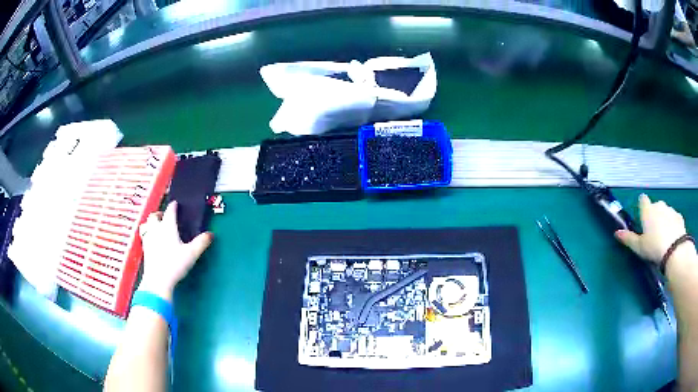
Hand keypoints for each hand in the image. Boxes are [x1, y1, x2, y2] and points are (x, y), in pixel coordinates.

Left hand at [137, 201, 212, 300]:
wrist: (157, 280)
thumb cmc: (175, 264)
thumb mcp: (192, 254)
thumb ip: (201, 243)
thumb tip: (211, 234)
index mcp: (168, 227)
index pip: (170, 211)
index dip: (173, 206)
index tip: (176, 204)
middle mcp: (156, 229)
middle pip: (155, 216)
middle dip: (160, 213)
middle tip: (164, 216)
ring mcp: (148, 238)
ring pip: (147, 224)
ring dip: (151, 223)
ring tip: (156, 226)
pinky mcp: (144, 248)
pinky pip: (144, 235)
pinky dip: (148, 234)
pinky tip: (152, 240)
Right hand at [615, 194, 686, 264]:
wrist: (674, 250)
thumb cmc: (654, 247)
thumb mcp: (639, 247)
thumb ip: (629, 239)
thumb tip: (616, 233)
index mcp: (648, 210)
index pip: (643, 200)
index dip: (642, 206)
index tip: (642, 216)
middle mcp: (659, 205)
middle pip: (655, 207)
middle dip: (654, 216)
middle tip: (653, 233)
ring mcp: (671, 210)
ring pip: (665, 212)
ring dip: (664, 220)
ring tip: (663, 238)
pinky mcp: (679, 217)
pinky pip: (674, 219)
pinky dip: (673, 225)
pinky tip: (672, 238)